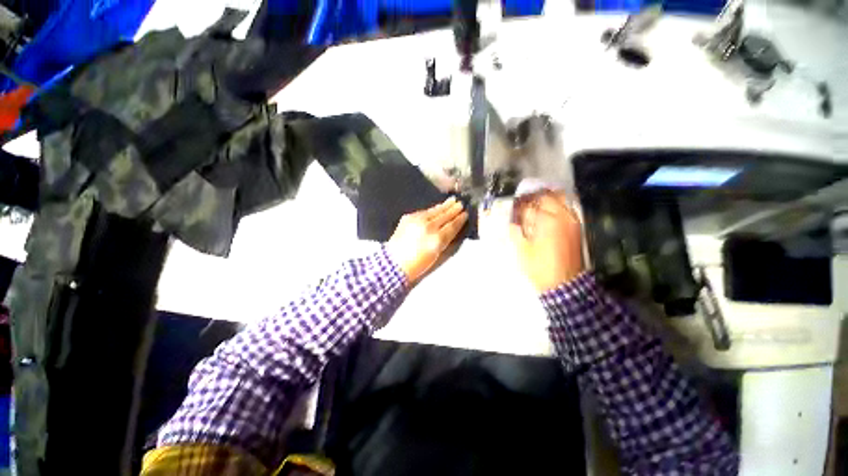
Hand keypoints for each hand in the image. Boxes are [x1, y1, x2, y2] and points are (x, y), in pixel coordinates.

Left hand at [386, 197, 467, 284]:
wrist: (394, 262)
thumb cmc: (417, 264)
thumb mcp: (436, 255)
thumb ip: (446, 241)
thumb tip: (453, 229)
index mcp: (437, 239)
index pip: (452, 226)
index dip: (460, 219)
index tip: (466, 213)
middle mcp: (428, 227)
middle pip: (445, 215)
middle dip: (454, 209)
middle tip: (461, 203)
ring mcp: (417, 220)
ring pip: (435, 210)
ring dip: (444, 205)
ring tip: (452, 200)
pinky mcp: (408, 217)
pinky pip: (424, 211)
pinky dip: (432, 209)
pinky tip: (437, 207)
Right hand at [510, 190, 584, 292]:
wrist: (564, 284)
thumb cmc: (539, 267)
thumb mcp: (521, 250)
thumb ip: (515, 231)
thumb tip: (512, 221)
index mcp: (547, 221)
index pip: (528, 206)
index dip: (517, 207)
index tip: (510, 209)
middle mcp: (562, 216)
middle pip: (545, 197)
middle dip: (530, 199)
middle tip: (520, 205)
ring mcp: (572, 220)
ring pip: (559, 199)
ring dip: (544, 199)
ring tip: (533, 205)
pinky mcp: (576, 227)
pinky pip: (566, 208)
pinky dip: (555, 205)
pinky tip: (546, 212)